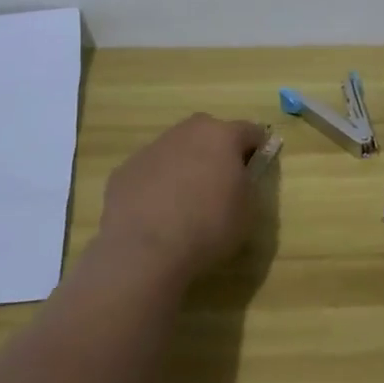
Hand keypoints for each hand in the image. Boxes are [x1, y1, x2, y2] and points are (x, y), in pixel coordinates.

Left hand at [100, 115, 266, 280]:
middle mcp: (186, 132)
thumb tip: (241, 174)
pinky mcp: (125, 169)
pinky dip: (157, 184)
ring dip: (185, 166)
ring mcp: (151, 148)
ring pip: (177, 150)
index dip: (258, 149)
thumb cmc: (208, 227)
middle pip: (209, 133)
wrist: (145, 250)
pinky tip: (157, 214)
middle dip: (218, 151)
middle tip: (221, 183)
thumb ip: (248, 183)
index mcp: (222, 136)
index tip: (257, 169)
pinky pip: (150, 171)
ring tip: (185, 202)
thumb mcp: (248, 210)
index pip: (251, 132)